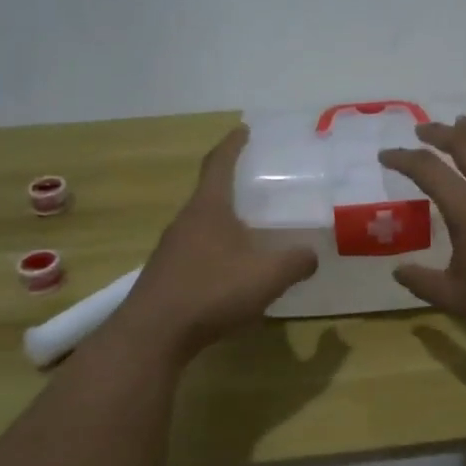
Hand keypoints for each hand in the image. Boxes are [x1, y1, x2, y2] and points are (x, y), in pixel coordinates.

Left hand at [122, 125, 317, 355]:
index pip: (219, 163)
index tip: (244, 130)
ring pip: (203, 224)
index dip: (233, 145)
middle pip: (210, 193)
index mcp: (209, 208)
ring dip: (226, 222)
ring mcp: (172, 249)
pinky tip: (233, 270)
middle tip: (261, 185)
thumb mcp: (268, 275)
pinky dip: (218, 250)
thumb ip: (296, 262)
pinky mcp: (167, 275)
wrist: (153, 334)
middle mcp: (186, 221)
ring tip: (253, 229)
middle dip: (233, 185)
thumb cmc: (212, 291)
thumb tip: (311, 255)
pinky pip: (198, 251)